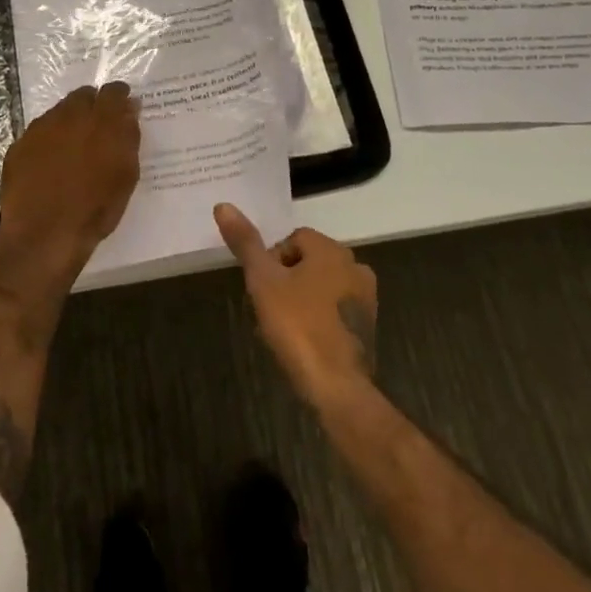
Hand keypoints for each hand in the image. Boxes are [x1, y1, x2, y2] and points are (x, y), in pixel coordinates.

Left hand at [0, 83, 140, 262]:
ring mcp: (40, 129)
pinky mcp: (19, 146)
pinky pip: (38, 133)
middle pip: (83, 96)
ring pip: (58, 112)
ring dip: (69, 122)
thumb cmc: (96, 209)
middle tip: (98, 128)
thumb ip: (128, 137)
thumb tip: (129, 111)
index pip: (113, 92)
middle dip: (92, 105)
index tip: (124, 108)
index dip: (120, 98)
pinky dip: (48, 141)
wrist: (44, 234)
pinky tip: (50, 163)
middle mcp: (69, 116)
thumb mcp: (126, 175)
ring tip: (74, 147)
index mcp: (101, 121)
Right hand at [215, 203, 377, 407]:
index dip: (271, 260)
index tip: (262, 287)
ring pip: (321, 286)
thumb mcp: (263, 282)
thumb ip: (246, 243)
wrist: (336, 386)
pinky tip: (303, 341)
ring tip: (282, 327)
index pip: (294, 238)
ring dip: (300, 299)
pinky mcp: (367, 326)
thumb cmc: (298, 326)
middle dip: (286, 280)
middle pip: (308, 262)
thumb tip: (223, 205)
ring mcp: (365, 298)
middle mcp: (355, 266)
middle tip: (269, 308)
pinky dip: (317, 318)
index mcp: (332, 250)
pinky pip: (334, 310)